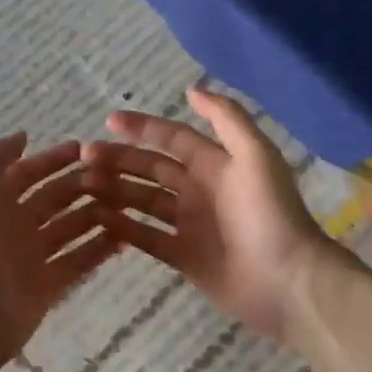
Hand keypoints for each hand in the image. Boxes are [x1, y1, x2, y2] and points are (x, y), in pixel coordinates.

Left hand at [0, 134, 119, 371]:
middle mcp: (15, 225)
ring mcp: (33, 256)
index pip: (29, 173)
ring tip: (127, 202)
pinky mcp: (49, 285)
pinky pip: (79, 261)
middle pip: (54, 198)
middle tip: (115, 176)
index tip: (85, 149)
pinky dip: (100, 248)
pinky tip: (126, 236)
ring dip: (95, 213)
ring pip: (70, 227)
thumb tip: (22, 135)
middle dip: (81, 185)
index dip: (53, 159)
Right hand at [81, 87, 345, 342]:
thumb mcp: (256, 156)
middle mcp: (199, 191)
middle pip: (151, 169)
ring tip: (83, 186)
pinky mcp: (184, 258)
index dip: (143, 128)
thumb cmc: (269, 215)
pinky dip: (123, 228)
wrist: (288, 282)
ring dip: (115, 190)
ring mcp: (190, 226)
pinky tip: (98, 218)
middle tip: (84, 158)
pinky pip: (147, 238)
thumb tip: (192, 89)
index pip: (172, 138)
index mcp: (216, 165)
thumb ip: (227, 119)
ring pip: (144, 201)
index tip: (108, 121)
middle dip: (119, 160)